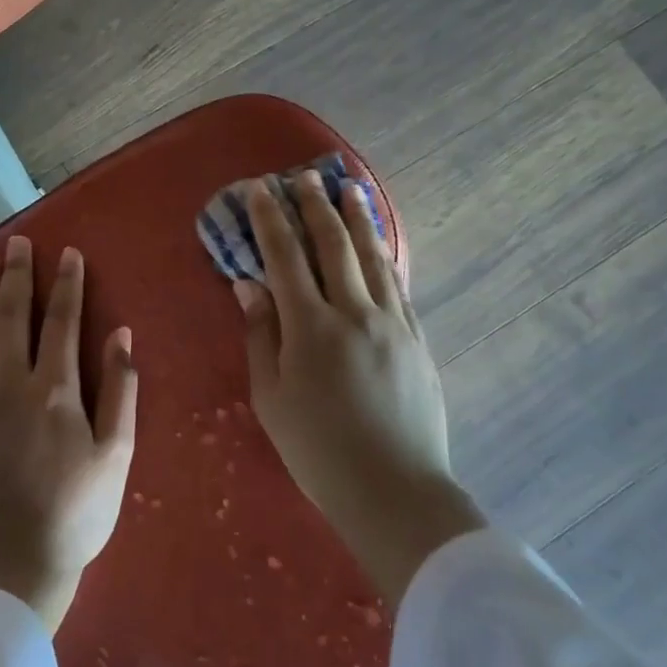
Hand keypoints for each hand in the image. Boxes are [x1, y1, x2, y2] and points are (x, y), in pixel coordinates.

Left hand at [0, 236, 136, 632]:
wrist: (15, 566)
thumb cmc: (77, 513)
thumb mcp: (117, 455)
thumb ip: (120, 391)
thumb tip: (120, 335)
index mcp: (57, 389)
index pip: (63, 321)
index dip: (67, 284)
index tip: (67, 252)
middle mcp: (13, 384)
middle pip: (16, 317)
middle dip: (19, 276)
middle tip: (19, 242)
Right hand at [234, 171, 484, 603]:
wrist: (394, 490)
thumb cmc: (318, 450)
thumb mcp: (272, 397)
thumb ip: (261, 335)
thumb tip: (250, 284)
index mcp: (310, 328)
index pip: (285, 257)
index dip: (270, 219)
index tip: (259, 189)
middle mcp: (354, 313)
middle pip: (332, 245)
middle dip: (314, 206)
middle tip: (304, 176)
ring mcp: (392, 323)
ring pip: (372, 257)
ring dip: (357, 218)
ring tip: (348, 188)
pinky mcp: (416, 338)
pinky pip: (397, 284)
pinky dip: (384, 255)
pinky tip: (380, 243)